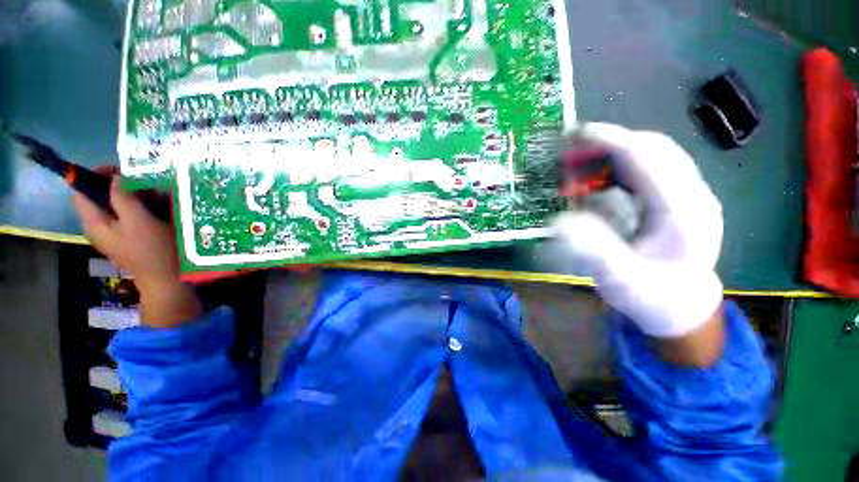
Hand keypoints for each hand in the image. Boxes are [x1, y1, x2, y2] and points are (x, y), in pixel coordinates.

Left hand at [73, 176, 179, 291]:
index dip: (94, 175)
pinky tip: (157, 209)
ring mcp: (114, 233)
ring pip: (116, 205)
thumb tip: (115, 178)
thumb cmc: (153, 250)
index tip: (119, 169)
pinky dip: (140, 207)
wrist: (167, 278)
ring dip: (133, 197)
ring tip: (155, 196)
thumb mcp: (139, 222)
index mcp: (94, 223)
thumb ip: (123, 198)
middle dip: (119, 186)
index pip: (80, 191)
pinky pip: (128, 215)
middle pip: (99, 197)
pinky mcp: (128, 237)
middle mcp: (99, 227)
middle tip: (143, 183)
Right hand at [554, 123, 723, 339]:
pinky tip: (597, 182)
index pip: (646, 158)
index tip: (573, 135)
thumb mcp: (620, 280)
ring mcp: (687, 195)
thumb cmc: (652, 297)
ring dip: (611, 155)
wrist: (682, 308)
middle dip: (606, 144)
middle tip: (567, 155)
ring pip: (651, 155)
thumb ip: (594, 250)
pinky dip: (618, 168)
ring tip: (577, 168)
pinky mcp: (677, 199)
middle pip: (651, 148)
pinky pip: (648, 170)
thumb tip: (560, 221)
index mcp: (682, 212)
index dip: (609, 140)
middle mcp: (691, 195)